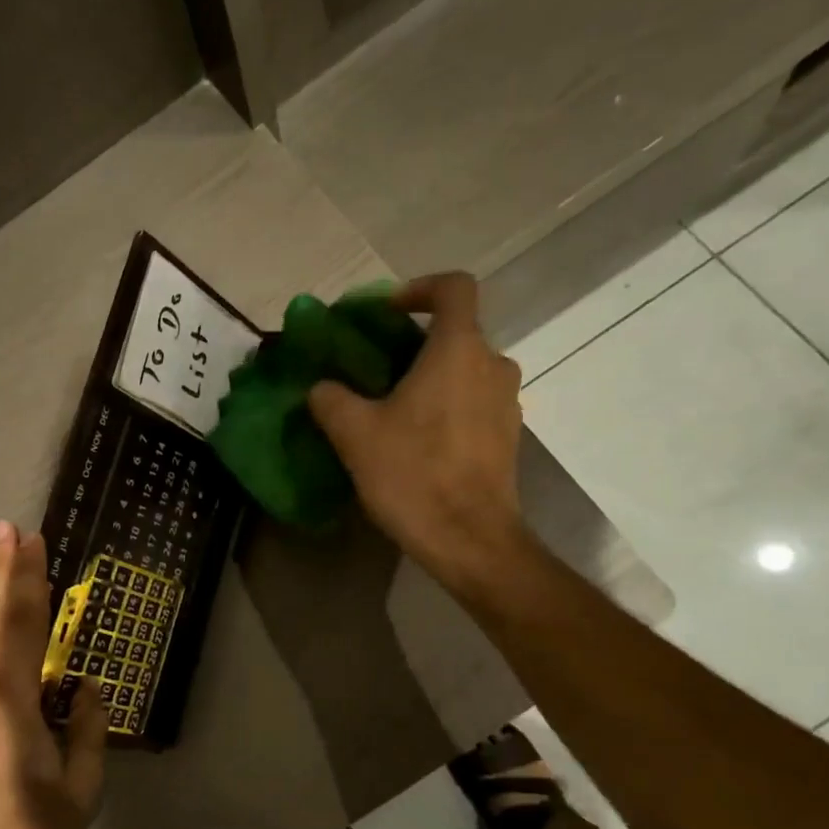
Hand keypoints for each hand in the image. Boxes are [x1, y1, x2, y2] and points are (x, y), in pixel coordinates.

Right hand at [308, 272, 530, 602]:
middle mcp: (493, 365)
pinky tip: (416, 440)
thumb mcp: (355, 434)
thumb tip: (321, 387)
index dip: (419, 289)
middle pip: (456, 333)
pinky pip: (475, 402)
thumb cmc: (413, 475)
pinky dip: (447, 405)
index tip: (386, 313)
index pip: (454, 288)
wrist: (470, 539)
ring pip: (466, 370)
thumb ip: (331, 399)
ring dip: (431, 377)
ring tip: (392, 407)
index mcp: (459, 350)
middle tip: (375, 368)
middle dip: (414, 342)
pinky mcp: (508, 436)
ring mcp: (507, 402)